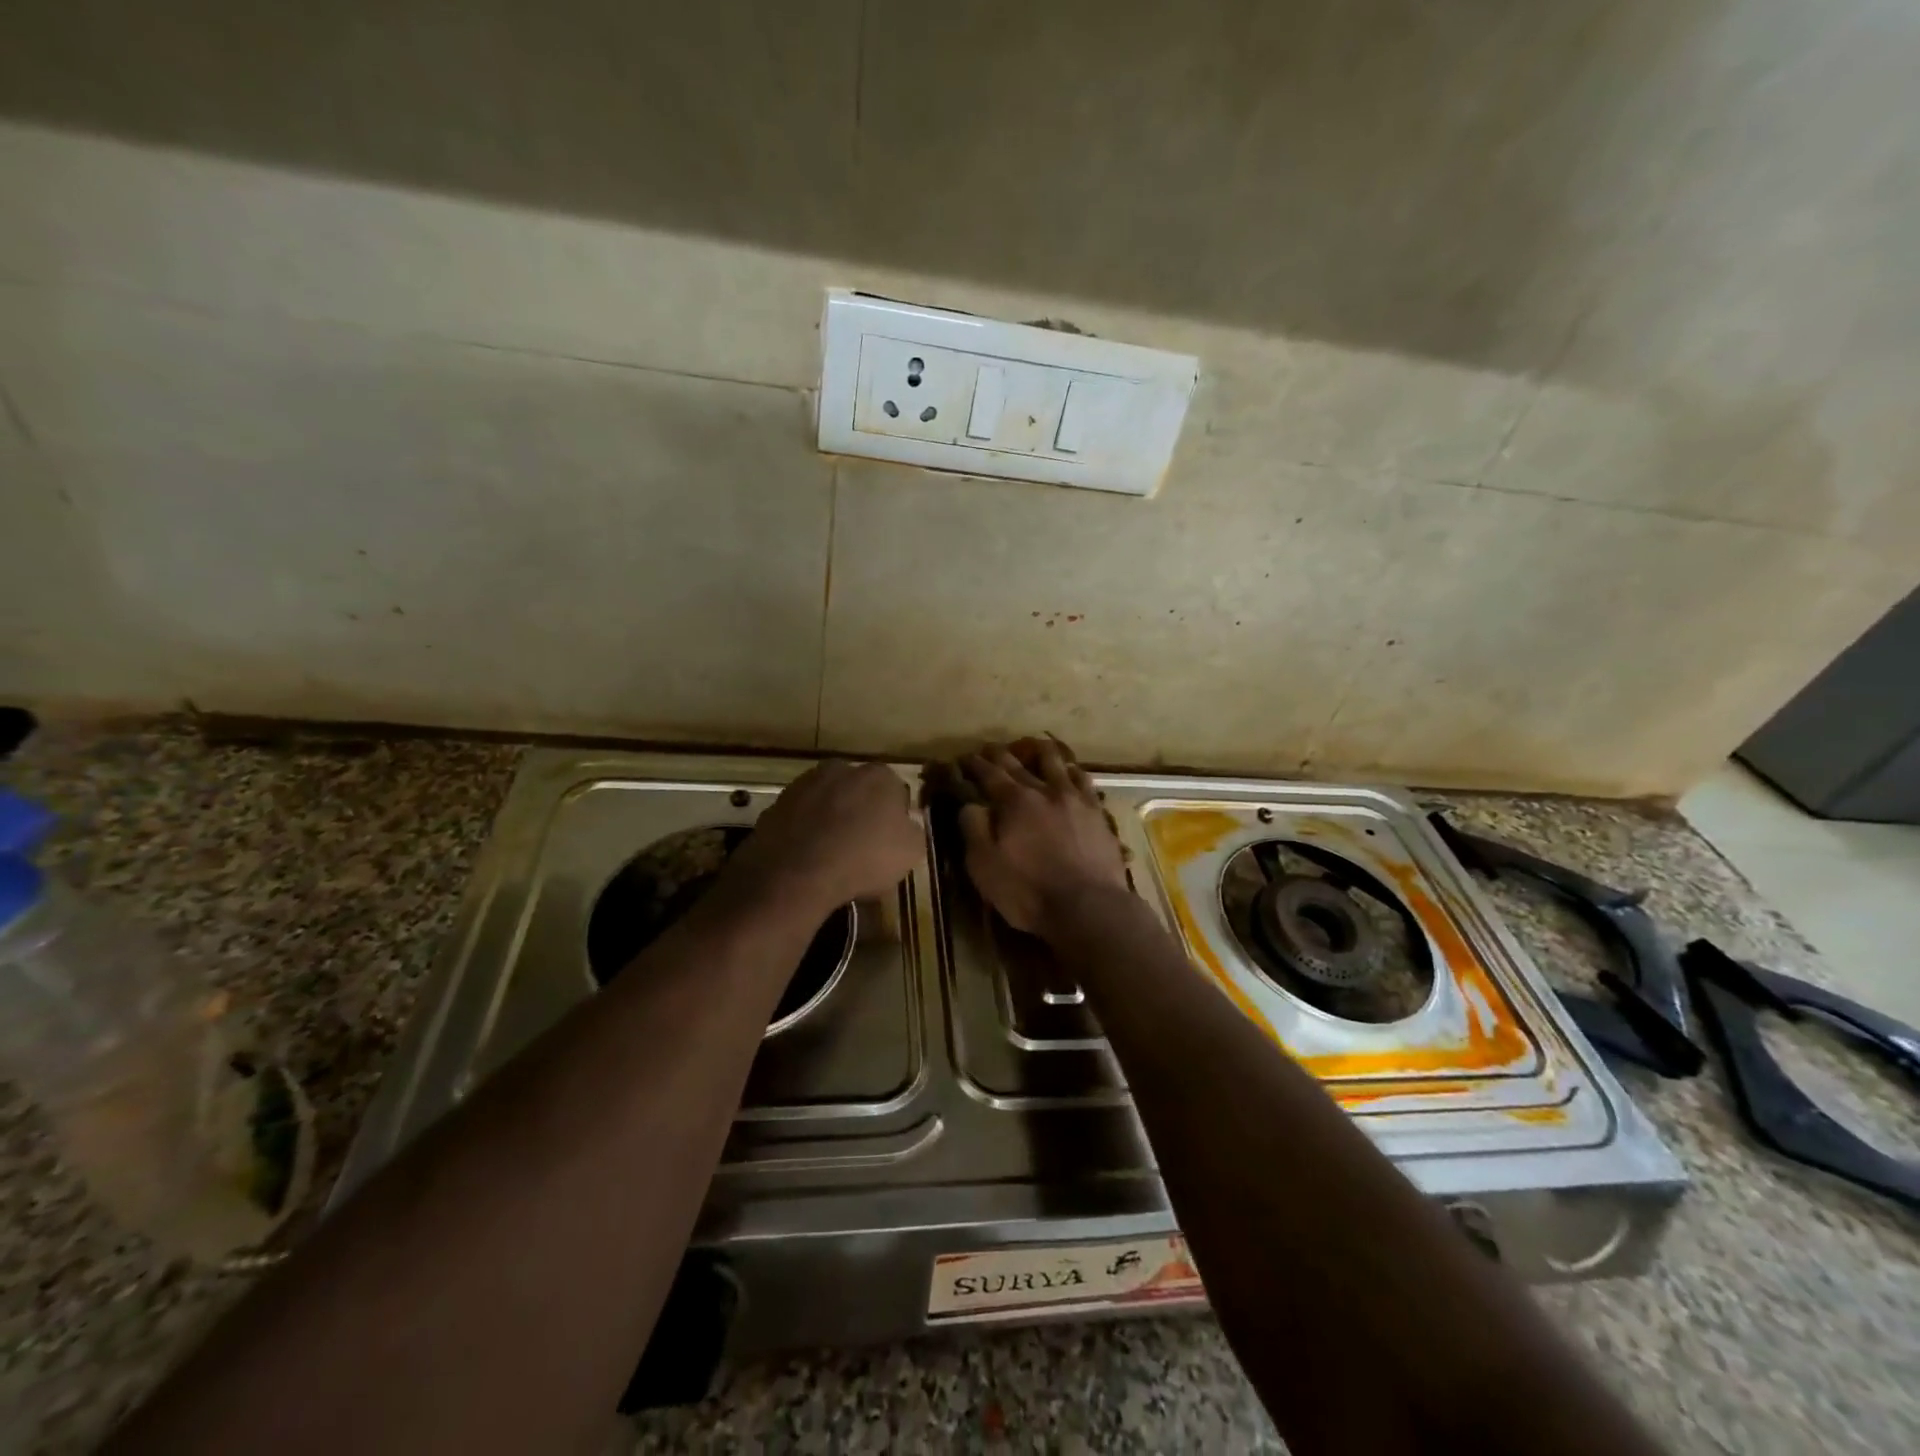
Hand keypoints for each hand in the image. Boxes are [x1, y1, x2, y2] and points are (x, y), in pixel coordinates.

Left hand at [726, 760, 922, 916]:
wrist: (796, 873)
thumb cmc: (864, 858)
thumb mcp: (910, 851)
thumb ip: (913, 830)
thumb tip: (906, 823)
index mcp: (879, 775)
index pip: (895, 792)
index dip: (894, 817)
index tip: (890, 841)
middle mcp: (842, 769)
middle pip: (858, 791)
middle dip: (860, 812)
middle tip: (861, 846)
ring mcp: (805, 784)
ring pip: (827, 802)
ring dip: (831, 819)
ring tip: (831, 855)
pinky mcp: (777, 803)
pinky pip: (801, 818)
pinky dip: (805, 832)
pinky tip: (808, 857)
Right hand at [958, 738, 1129, 936]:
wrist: (1089, 907)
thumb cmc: (1029, 891)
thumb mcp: (984, 865)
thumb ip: (973, 828)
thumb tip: (970, 803)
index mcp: (1014, 801)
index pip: (988, 773)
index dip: (974, 764)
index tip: (963, 758)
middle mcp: (1045, 790)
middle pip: (1019, 763)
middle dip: (1000, 754)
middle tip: (990, 749)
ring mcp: (1075, 799)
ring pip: (1057, 763)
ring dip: (1041, 752)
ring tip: (1034, 747)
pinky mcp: (1098, 813)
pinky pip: (1084, 781)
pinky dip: (1072, 771)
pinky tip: (1071, 772)